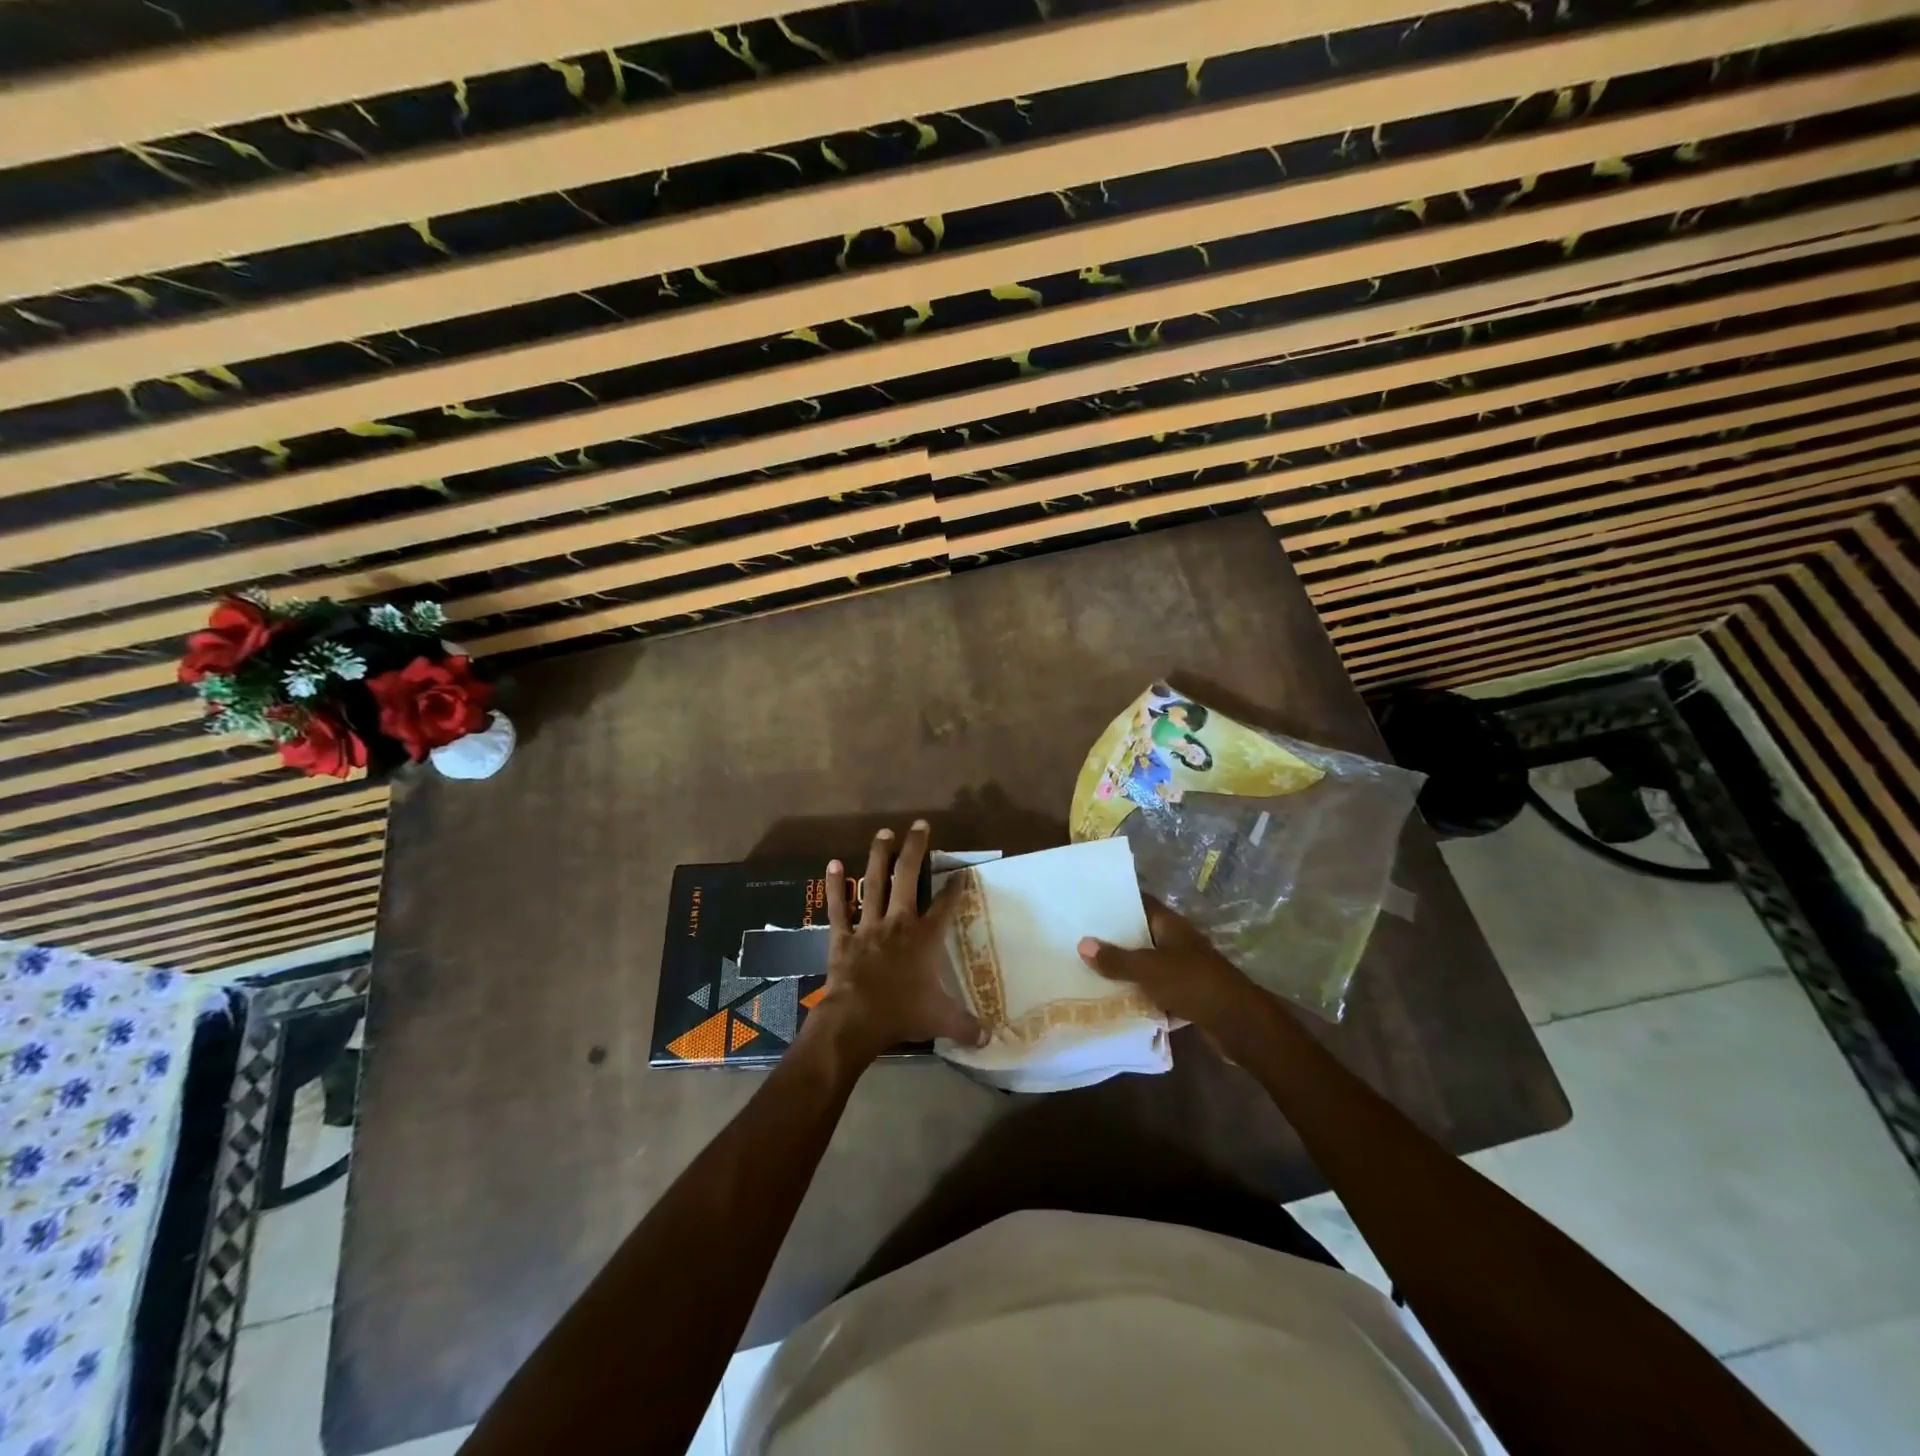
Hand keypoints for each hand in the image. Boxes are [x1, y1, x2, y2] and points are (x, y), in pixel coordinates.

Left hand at [807, 822, 984, 1065]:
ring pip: (875, 883)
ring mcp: (868, 925)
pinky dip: (836, 886)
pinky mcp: (842, 936)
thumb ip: (966, 1026)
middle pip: (908, 878)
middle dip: (915, 850)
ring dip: (879, 856)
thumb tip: (989, 1038)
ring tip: (883, 832)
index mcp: (925, 938)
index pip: (945, 906)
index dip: (954, 888)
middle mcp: (898, 922)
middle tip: (919, 825)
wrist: (855, 1020)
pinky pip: (839, 907)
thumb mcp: (941, 1020)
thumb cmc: (902, 1014)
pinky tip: (834, 864)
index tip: (960, 872)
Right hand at [1077, 900, 1263, 1036]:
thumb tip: (1082, 944)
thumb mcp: (1148, 969)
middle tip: (1080, 939)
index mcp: (1171, 925)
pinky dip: (1141, 995)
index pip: (1141, 903)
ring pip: (1149, 965)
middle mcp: (1178, 942)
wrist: (1238, 1023)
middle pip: (1142, 935)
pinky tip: (1116, 1001)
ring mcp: (1185, 969)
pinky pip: (1157, 990)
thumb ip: (1116, 959)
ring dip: (1127, 970)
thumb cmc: (1192, 983)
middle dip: (1115, 939)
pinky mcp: (1188, 995)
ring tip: (1090, 969)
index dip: (1117, 901)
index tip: (1088, 902)